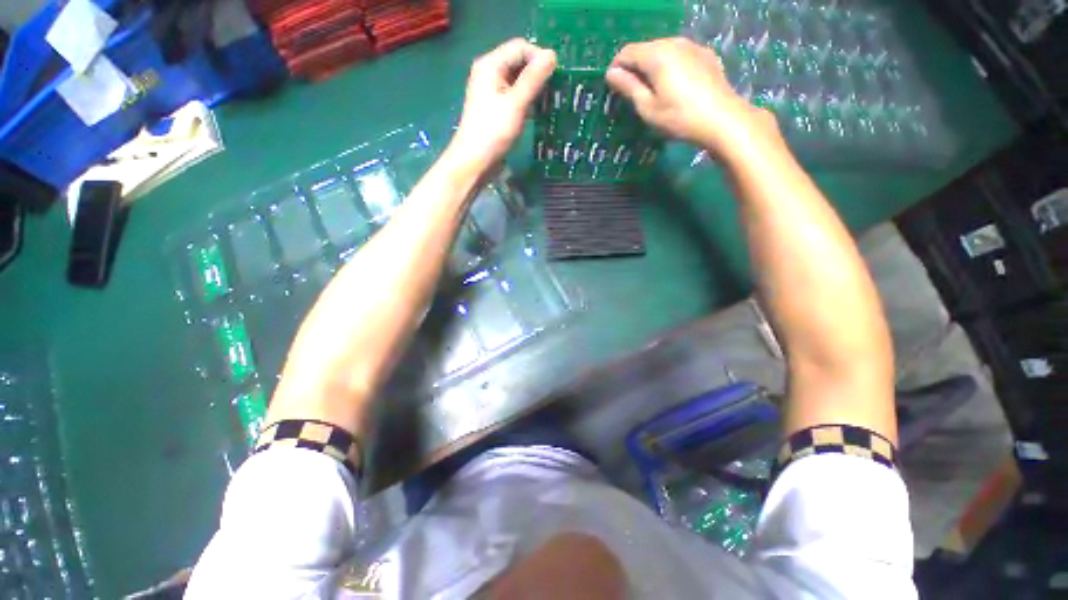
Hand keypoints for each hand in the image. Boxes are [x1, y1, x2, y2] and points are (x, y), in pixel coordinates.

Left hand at [449, 39, 556, 172]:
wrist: (475, 161)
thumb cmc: (493, 131)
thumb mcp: (516, 103)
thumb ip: (533, 78)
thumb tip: (552, 55)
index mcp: (491, 64)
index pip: (520, 47)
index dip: (539, 57)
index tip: (555, 78)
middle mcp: (490, 72)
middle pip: (519, 61)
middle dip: (538, 73)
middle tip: (554, 91)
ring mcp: (492, 91)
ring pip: (518, 80)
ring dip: (534, 88)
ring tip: (549, 101)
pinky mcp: (496, 107)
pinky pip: (515, 95)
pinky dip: (527, 100)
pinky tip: (537, 111)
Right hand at [605, 38, 778, 158]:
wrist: (722, 119)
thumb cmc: (679, 118)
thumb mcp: (648, 107)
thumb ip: (629, 87)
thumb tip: (611, 73)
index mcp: (657, 55)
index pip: (627, 52)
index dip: (617, 67)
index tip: (613, 86)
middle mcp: (674, 42)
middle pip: (646, 49)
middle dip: (635, 67)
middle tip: (632, 92)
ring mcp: (693, 46)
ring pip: (664, 50)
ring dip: (653, 66)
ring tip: (653, 90)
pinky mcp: (705, 55)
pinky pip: (680, 55)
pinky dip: (670, 66)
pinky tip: (674, 85)